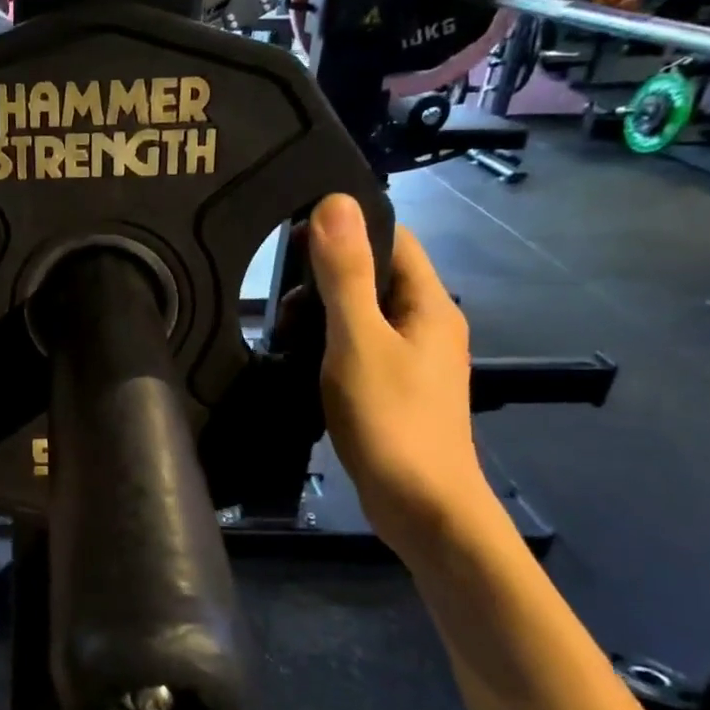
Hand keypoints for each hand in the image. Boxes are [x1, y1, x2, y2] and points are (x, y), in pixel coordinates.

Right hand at [306, 193, 495, 555]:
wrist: (421, 507)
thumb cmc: (391, 418)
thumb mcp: (358, 339)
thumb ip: (344, 273)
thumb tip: (334, 202)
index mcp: (429, 304)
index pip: (393, 239)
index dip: (346, 230)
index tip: (292, 242)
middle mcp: (428, 324)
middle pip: (375, 277)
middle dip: (325, 279)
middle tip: (281, 303)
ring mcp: (415, 361)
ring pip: (364, 316)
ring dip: (324, 316)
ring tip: (284, 335)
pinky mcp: (397, 390)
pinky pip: (361, 348)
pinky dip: (330, 346)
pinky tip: (302, 363)